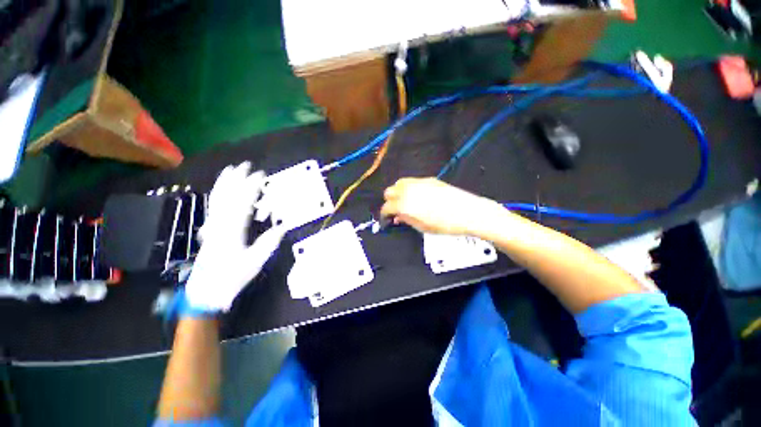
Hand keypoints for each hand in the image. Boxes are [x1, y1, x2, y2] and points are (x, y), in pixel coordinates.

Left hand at [184, 162, 285, 312]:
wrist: (206, 291)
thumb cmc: (232, 277)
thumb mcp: (255, 261)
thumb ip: (269, 242)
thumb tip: (283, 226)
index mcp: (232, 230)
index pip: (242, 202)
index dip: (251, 187)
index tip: (261, 175)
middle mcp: (219, 224)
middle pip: (227, 196)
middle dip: (236, 179)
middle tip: (245, 166)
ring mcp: (212, 226)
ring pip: (217, 199)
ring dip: (225, 183)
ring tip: (230, 170)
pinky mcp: (209, 230)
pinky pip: (214, 206)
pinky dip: (218, 194)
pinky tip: (221, 190)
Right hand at [380, 177, 500, 235]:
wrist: (468, 212)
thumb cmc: (445, 224)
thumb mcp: (422, 227)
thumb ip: (406, 220)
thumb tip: (397, 217)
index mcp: (405, 204)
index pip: (386, 207)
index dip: (384, 215)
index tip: (387, 219)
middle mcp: (409, 190)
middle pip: (389, 191)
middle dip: (389, 201)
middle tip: (396, 211)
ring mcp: (419, 182)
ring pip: (399, 183)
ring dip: (397, 193)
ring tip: (405, 202)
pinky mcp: (429, 179)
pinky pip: (412, 181)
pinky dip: (409, 188)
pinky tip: (417, 197)